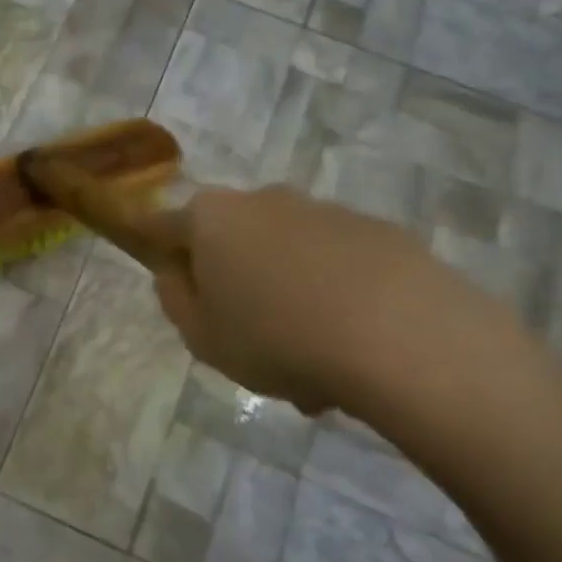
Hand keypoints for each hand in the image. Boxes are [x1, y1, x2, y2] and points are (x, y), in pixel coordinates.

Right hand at [153, 185, 482, 416]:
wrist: (402, 336)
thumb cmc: (276, 337)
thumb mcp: (202, 337)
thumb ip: (175, 300)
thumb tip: (175, 274)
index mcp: (211, 219)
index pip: (163, 225)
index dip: (159, 253)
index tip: (171, 285)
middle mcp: (264, 200)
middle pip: (231, 238)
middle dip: (232, 280)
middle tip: (244, 335)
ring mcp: (325, 211)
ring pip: (286, 254)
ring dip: (285, 294)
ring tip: (308, 361)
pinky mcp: (379, 231)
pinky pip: (336, 264)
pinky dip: (333, 296)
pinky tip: (351, 348)